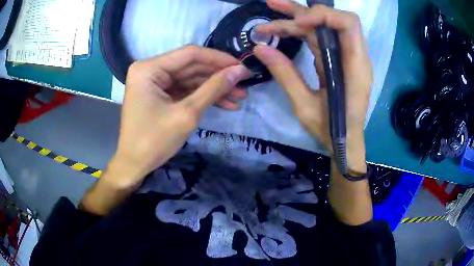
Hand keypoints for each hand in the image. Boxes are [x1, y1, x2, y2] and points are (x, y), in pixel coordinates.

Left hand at [107, 45, 250, 188]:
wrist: (135, 165)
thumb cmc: (154, 141)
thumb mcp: (186, 114)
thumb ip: (213, 89)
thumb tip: (239, 71)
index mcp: (149, 68)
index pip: (190, 54)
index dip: (218, 59)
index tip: (242, 66)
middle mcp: (150, 69)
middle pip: (191, 66)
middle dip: (219, 76)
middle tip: (245, 83)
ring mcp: (155, 82)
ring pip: (191, 78)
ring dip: (214, 87)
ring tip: (240, 96)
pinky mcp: (160, 93)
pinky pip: (185, 89)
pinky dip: (203, 96)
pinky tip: (226, 103)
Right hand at [255, 0, 372, 173]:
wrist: (345, 143)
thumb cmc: (331, 130)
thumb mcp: (305, 106)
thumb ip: (285, 75)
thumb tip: (260, 48)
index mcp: (355, 67)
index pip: (348, 24)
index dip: (323, 16)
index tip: (298, 25)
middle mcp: (353, 56)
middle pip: (332, 20)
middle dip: (301, 11)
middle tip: (272, 5)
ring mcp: (345, 57)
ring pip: (322, 28)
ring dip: (296, 20)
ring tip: (270, 15)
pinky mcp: (336, 61)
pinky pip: (319, 40)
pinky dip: (300, 33)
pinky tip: (281, 30)